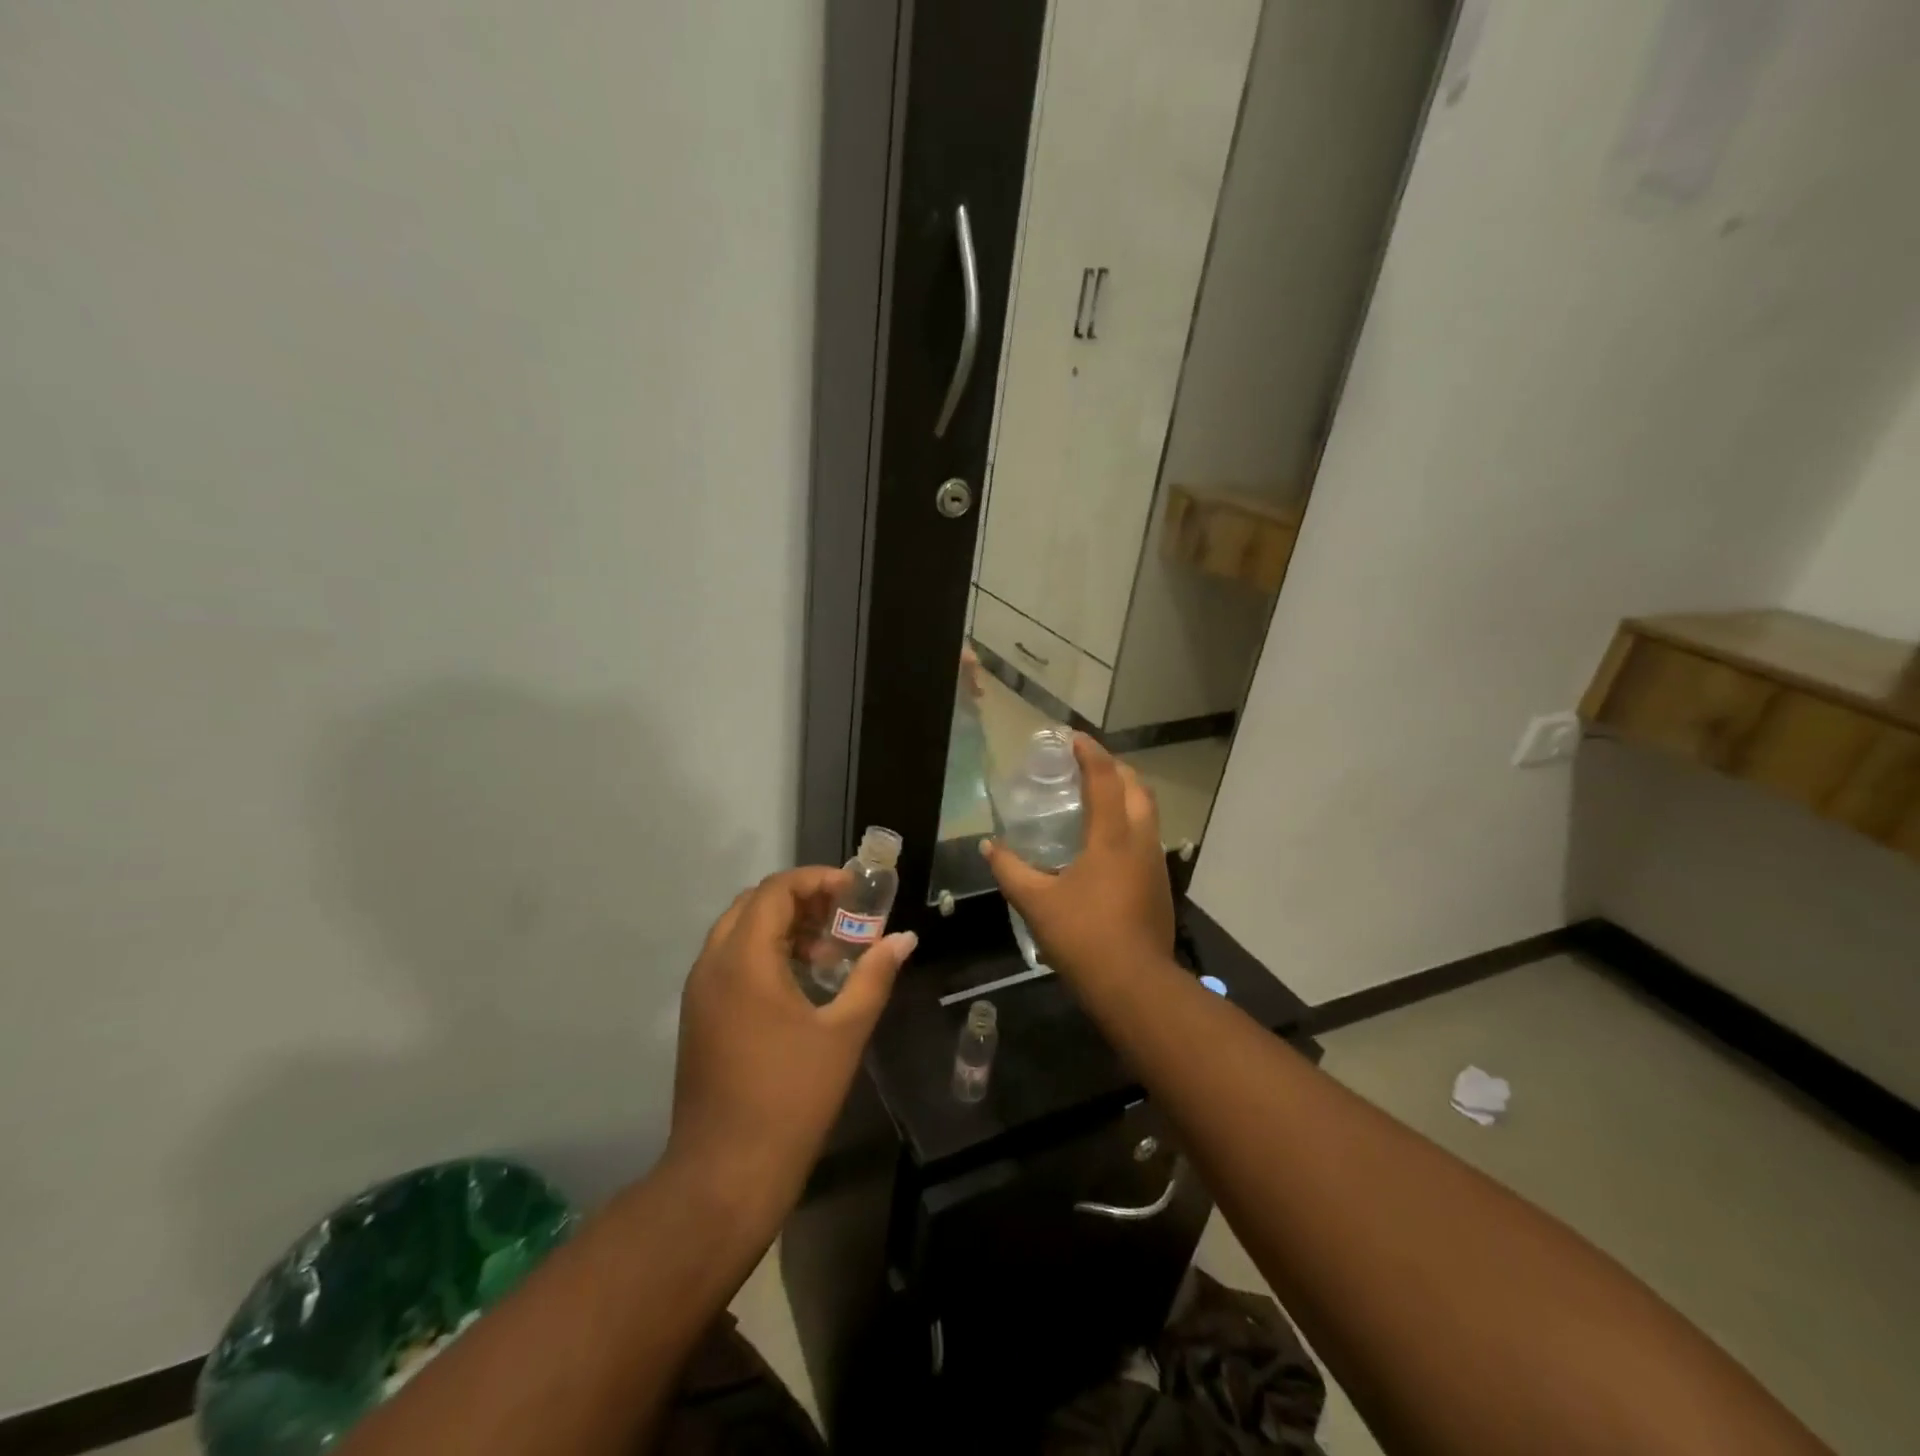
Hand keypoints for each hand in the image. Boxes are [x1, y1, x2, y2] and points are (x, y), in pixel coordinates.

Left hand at [667, 868, 915, 1214]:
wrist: (725, 1173)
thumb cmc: (791, 1097)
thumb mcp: (844, 1032)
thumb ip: (874, 976)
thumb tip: (904, 939)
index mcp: (744, 960)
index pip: (776, 890)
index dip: (817, 880)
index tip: (855, 893)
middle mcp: (713, 964)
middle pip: (754, 904)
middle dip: (801, 899)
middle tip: (844, 916)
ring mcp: (700, 991)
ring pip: (739, 931)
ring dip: (782, 926)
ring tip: (828, 951)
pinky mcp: (699, 1016)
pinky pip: (730, 960)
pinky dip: (764, 952)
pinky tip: (800, 982)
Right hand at [982, 734, 1173, 983]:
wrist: (1134, 986)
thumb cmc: (1084, 937)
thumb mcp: (1037, 902)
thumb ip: (1010, 870)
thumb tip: (989, 846)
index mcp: (1112, 838)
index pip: (1105, 779)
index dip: (1090, 753)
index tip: (1072, 738)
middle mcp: (1140, 841)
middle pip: (1137, 788)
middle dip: (1115, 768)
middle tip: (1086, 765)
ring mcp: (1155, 864)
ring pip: (1147, 813)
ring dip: (1126, 794)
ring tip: (1097, 797)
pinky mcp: (1160, 885)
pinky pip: (1146, 837)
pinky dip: (1129, 822)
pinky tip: (1107, 843)